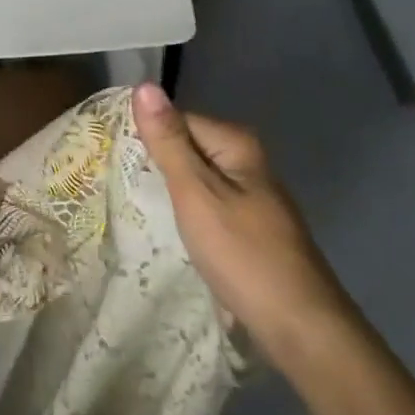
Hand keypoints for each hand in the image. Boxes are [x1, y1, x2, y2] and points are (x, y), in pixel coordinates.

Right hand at [132, 84, 351, 362]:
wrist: (299, 328)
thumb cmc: (243, 254)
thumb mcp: (196, 193)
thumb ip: (168, 141)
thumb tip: (144, 86)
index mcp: (237, 144)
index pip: (176, 120)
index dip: (146, 138)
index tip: (115, 161)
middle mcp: (247, 162)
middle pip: (187, 148)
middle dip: (156, 165)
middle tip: (118, 185)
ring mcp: (252, 197)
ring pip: (196, 180)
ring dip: (169, 192)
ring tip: (134, 207)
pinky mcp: (250, 228)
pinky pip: (207, 206)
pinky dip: (187, 214)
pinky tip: (168, 231)